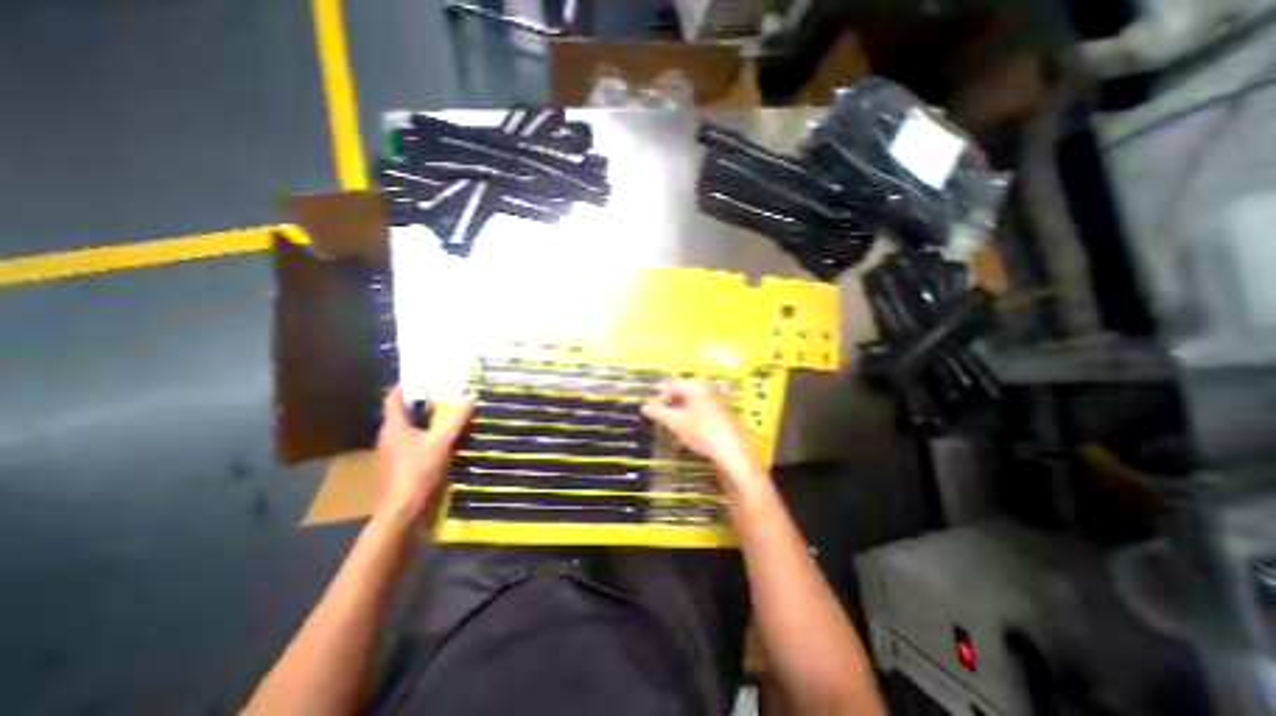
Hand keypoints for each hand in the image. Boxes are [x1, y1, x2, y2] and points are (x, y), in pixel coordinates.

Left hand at [380, 386, 480, 519]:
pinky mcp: (397, 467)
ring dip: (423, 421)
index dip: (404, 386)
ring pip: (406, 430)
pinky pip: (410, 444)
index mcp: (393, 427)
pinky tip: (441, 441)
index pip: (393, 399)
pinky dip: (424, 437)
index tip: (420, 376)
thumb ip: (456, 419)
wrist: (402, 510)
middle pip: (401, 414)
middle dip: (419, 403)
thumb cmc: (418, 471)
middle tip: (441, 394)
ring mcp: (391, 454)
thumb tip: (470, 397)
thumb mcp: (442, 442)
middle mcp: (388, 437)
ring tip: (445, 415)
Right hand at [644, 380, 759, 492]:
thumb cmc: (702, 431)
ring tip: (673, 435)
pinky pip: (702, 414)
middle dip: (670, 411)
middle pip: (683, 396)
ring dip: (680, 420)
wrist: (732, 451)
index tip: (651, 414)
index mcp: (696, 385)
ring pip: (692, 407)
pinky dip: (692, 424)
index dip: (659, 401)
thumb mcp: (675, 423)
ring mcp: (718, 401)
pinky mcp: (724, 414)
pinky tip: (687, 440)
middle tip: (661, 423)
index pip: (672, 388)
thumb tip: (644, 407)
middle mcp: (708, 388)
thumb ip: (658, 413)